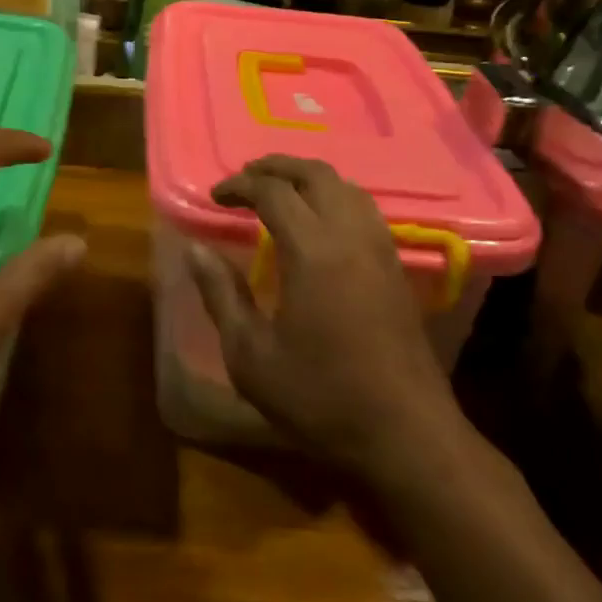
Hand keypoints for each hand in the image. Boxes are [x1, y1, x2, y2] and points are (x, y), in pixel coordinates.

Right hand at [190, 155, 460, 471]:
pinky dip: (335, 197)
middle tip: (245, 178)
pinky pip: (364, 209)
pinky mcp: (397, 267)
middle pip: (315, 174)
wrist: (405, 434)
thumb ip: (221, 294)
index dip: (239, 185)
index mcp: (312, 250)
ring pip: (346, 186)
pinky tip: (320, 223)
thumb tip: (195, 250)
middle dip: (276, 166)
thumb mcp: (251, 354)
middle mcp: (350, 235)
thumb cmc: (320, 396)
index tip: (216, 196)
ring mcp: (380, 248)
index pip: (273, 191)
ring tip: (280, 191)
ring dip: (309, 178)